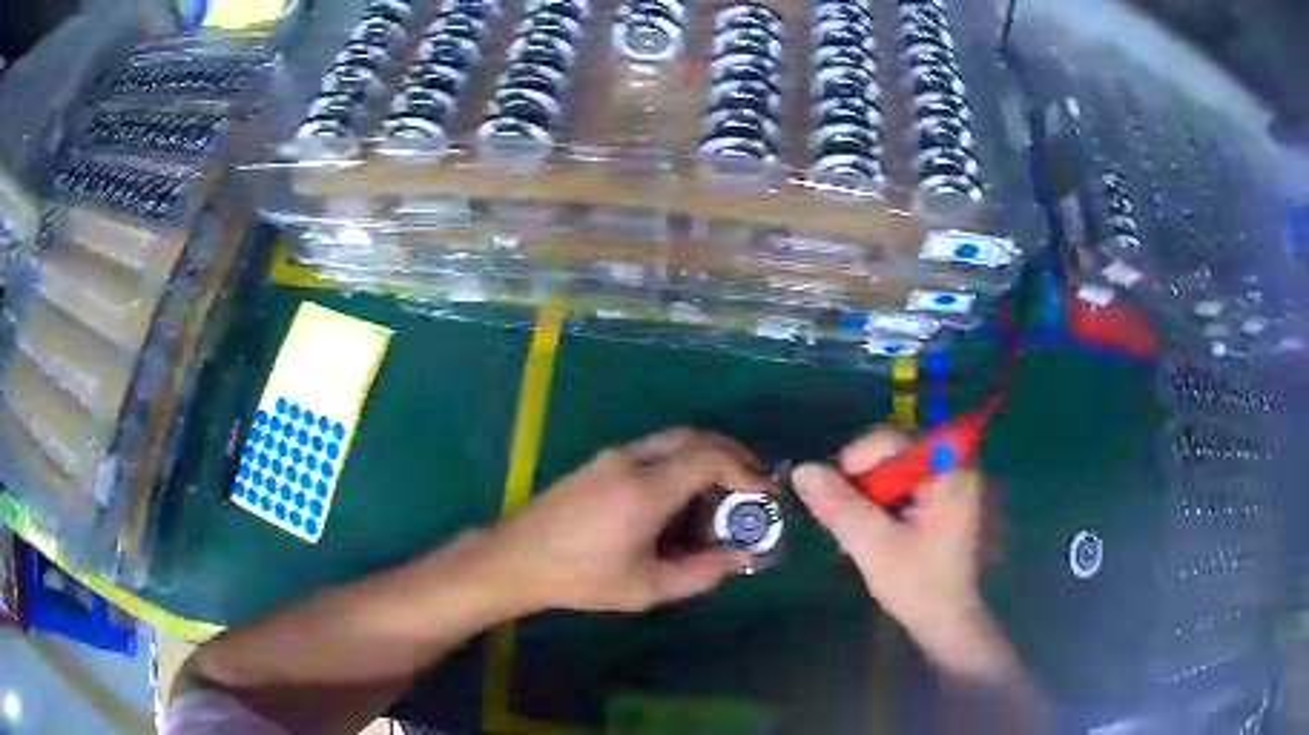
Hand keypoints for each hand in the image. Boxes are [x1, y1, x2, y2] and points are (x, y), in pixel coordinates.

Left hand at [485, 428, 764, 612]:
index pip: (709, 458)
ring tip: (726, 491)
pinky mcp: (601, 462)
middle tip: (754, 483)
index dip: (746, 471)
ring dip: (707, 456)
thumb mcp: (646, 587)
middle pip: (695, 437)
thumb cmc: (582, 577)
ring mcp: (613, 456)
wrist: (517, 558)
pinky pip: (654, 450)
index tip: (765, 494)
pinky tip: (684, 495)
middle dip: (732, 454)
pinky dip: (682, 461)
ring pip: (674, 440)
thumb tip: (741, 557)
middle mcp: (632, 460)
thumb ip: (701, 572)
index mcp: (645, 488)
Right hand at [793, 428, 994, 666]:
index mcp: (950, 471)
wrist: (947, 622)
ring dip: (867, 493)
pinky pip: (904, 487)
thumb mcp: (874, 546)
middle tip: (837, 512)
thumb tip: (801, 470)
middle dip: (861, 479)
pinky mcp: (942, 502)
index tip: (829, 488)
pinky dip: (881, 503)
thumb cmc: (919, 584)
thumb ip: (839, 506)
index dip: (858, 457)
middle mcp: (954, 468)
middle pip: (895, 452)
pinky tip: (868, 529)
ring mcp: (950, 485)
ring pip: (895, 470)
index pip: (896, 439)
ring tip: (849, 525)